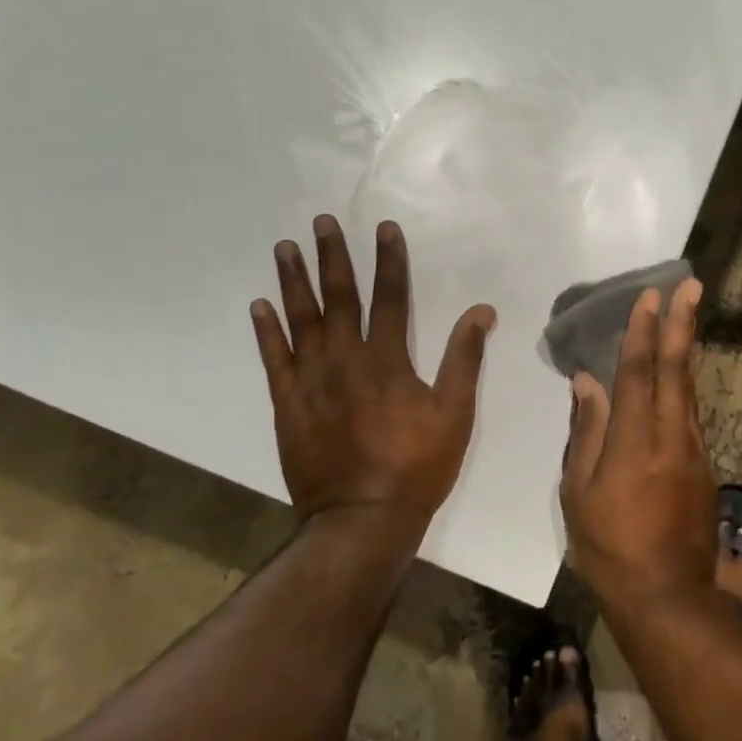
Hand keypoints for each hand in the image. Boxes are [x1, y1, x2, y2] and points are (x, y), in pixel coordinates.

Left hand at [251, 215, 495, 538]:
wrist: (362, 518)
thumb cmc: (417, 465)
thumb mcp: (455, 413)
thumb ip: (465, 358)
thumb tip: (481, 311)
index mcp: (387, 359)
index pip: (389, 296)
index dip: (389, 259)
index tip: (383, 227)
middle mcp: (345, 359)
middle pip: (338, 297)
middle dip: (332, 256)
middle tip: (320, 221)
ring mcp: (311, 380)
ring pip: (300, 320)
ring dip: (293, 281)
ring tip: (285, 247)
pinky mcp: (287, 404)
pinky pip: (273, 359)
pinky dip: (266, 331)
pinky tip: (260, 305)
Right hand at [560, 279, 718, 611]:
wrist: (668, 598)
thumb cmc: (609, 547)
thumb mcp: (579, 494)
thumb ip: (586, 433)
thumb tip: (587, 383)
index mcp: (634, 441)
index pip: (637, 373)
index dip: (642, 331)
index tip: (648, 296)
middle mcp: (671, 436)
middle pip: (676, 369)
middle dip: (682, 323)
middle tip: (692, 285)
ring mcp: (694, 451)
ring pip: (690, 389)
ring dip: (688, 348)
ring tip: (688, 317)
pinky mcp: (704, 468)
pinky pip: (692, 414)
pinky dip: (686, 384)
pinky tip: (681, 375)